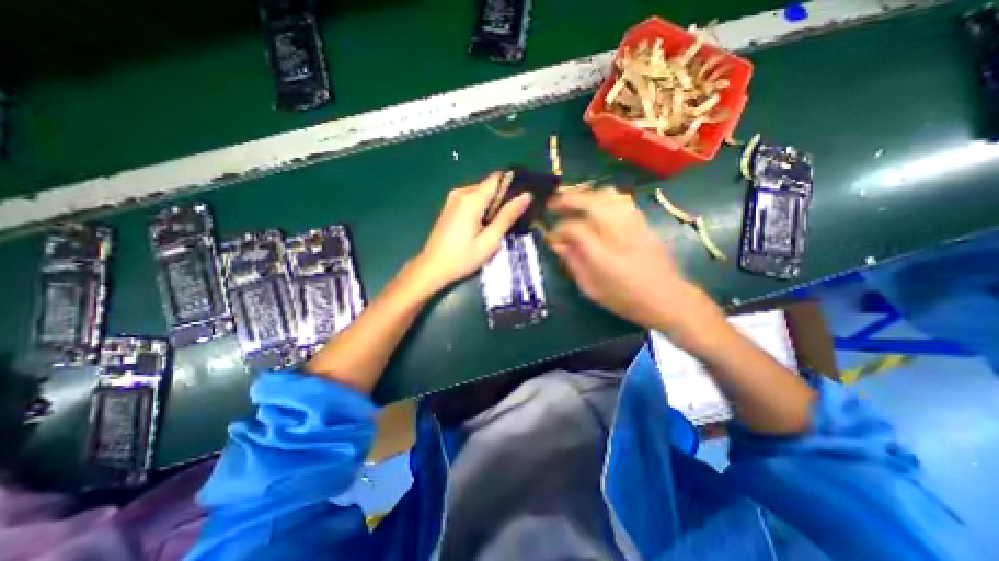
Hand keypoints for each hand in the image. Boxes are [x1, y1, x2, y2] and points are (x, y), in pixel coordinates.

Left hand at [411, 170, 533, 294]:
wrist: (432, 268)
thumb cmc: (463, 258)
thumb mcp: (490, 240)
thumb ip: (507, 216)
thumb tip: (526, 196)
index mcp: (472, 199)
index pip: (498, 178)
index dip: (513, 184)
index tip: (523, 199)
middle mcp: (461, 192)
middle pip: (490, 185)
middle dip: (503, 199)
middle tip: (512, 219)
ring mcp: (453, 199)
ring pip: (481, 193)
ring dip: (492, 205)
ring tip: (498, 226)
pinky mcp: (450, 206)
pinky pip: (472, 199)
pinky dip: (482, 208)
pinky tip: (483, 226)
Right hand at [545, 187, 708, 332]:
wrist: (667, 298)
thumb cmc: (624, 298)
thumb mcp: (591, 288)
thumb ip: (572, 262)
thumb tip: (558, 244)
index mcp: (600, 252)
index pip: (572, 228)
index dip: (557, 230)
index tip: (550, 236)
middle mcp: (616, 230)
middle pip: (588, 201)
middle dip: (566, 199)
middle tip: (551, 203)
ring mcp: (631, 222)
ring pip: (605, 194)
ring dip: (584, 194)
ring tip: (571, 200)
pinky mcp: (641, 220)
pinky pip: (620, 199)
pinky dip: (603, 197)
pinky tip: (595, 204)